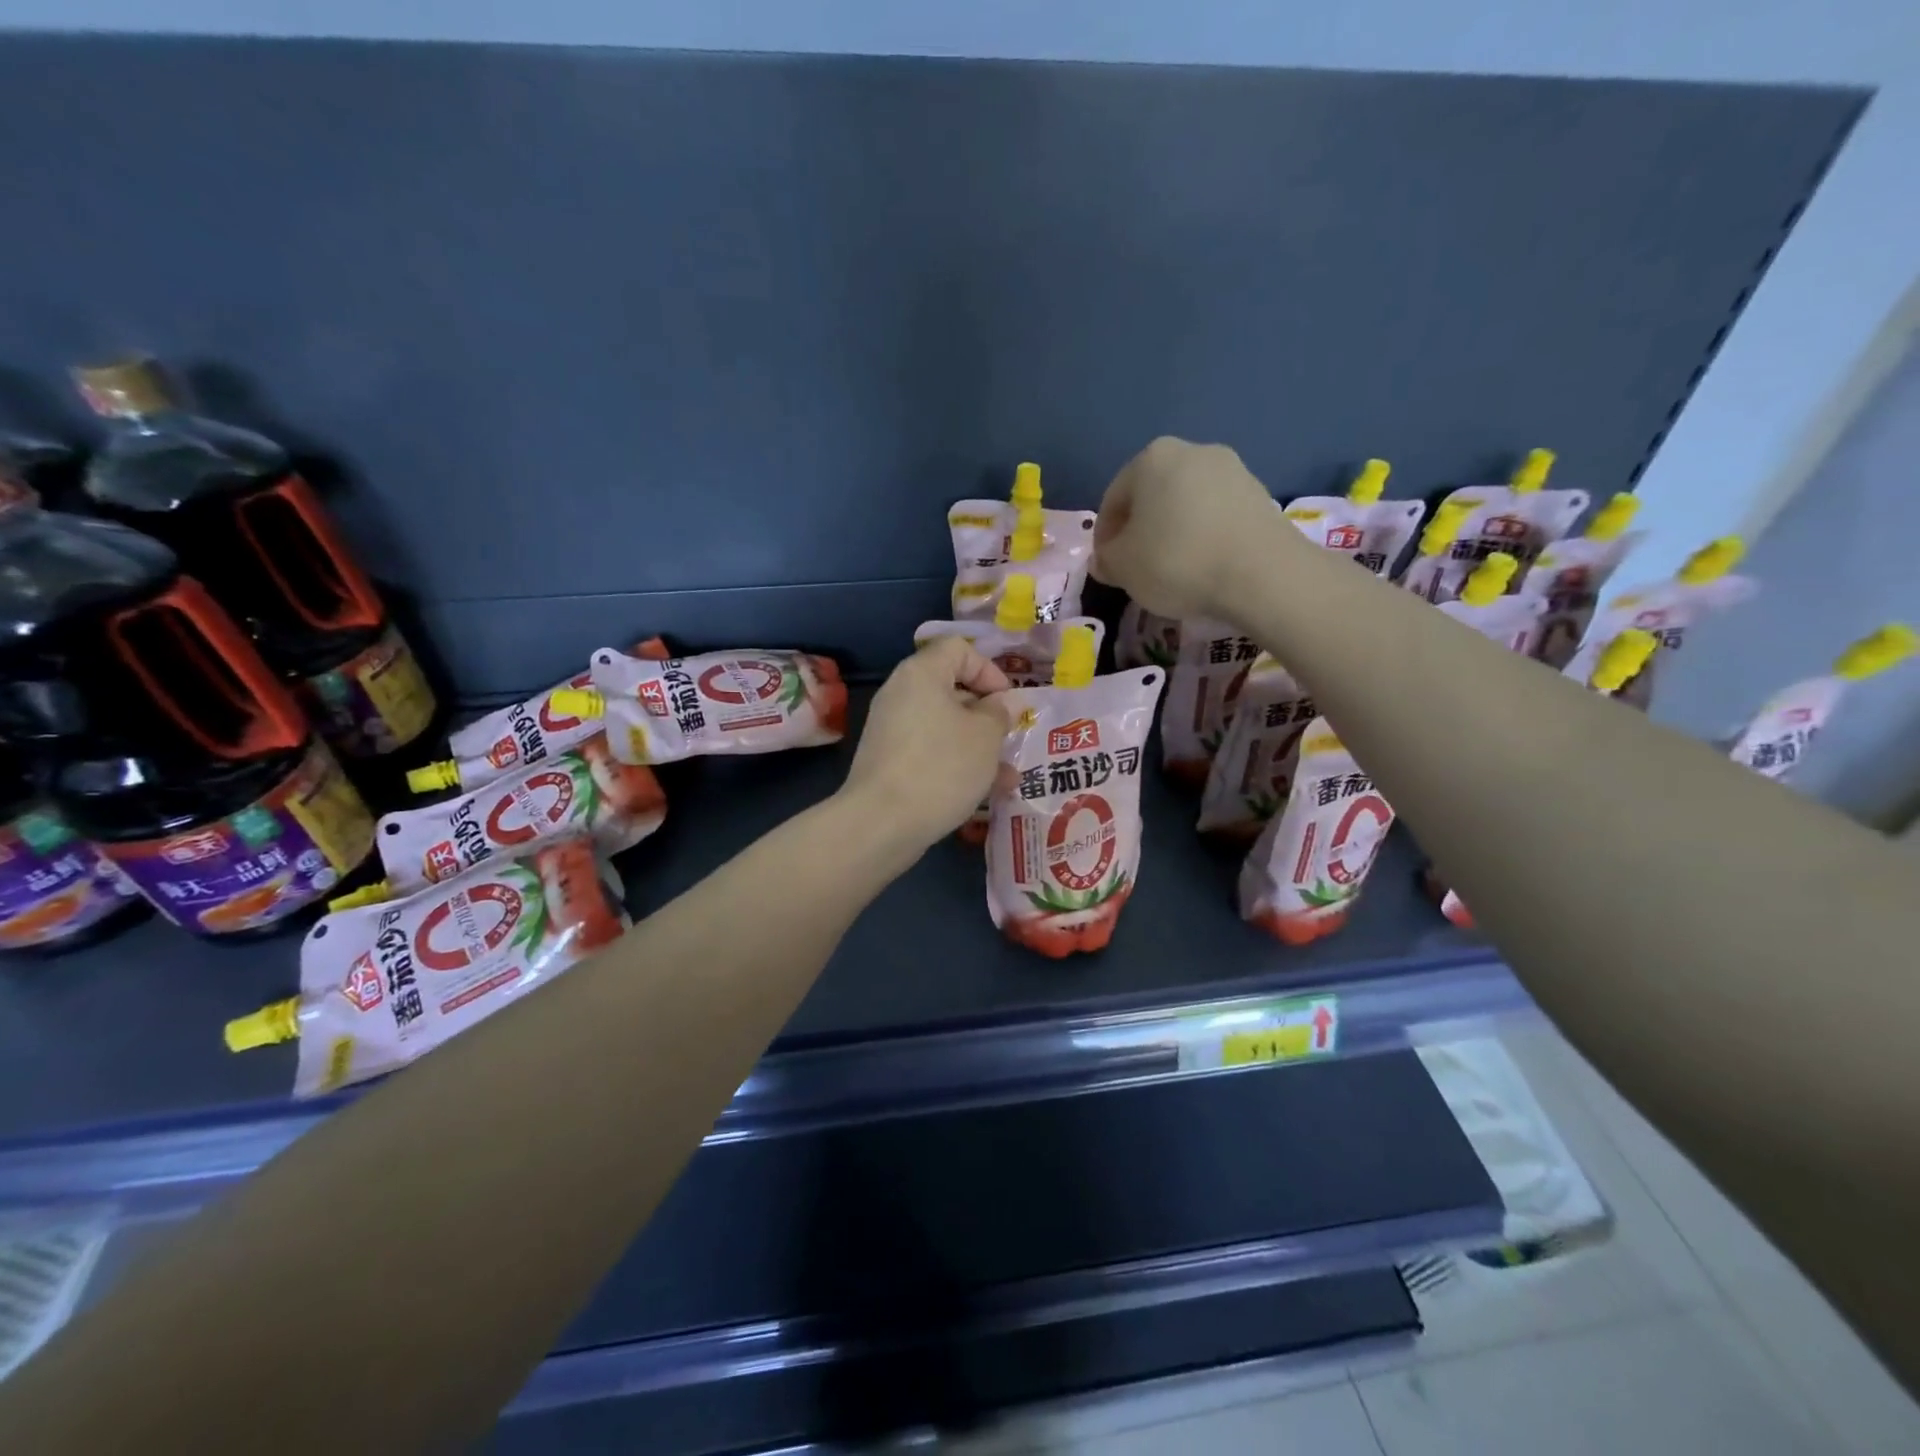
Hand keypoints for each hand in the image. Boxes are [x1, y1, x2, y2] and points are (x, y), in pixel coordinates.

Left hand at [841, 637, 1013, 849]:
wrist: (882, 823)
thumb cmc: (942, 767)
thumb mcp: (985, 736)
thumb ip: (999, 713)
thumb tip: (999, 704)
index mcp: (921, 673)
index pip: (958, 649)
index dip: (989, 670)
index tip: (1008, 702)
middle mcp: (901, 694)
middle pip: (951, 689)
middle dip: (986, 714)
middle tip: (1009, 738)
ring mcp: (892, 730)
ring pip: (944, 726)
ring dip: (977, 745)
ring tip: (1007, 775)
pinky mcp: (889, 762)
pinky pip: (930, 751)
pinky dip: (956, 764)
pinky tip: (984, 793)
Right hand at [1092, 437, 1293, 620]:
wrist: (1262, 574)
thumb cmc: (1177, 562)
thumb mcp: (1123, 568)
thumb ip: (1106, 560)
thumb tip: (1105, 559)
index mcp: (1151, 458)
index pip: (1113, 500)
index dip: (1104, 537)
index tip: (1108, 567)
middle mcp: (1192, 451)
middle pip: (1151, 496)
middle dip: (1141, 530)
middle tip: (1138, 568)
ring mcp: (1232, 469)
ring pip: (1185, 504)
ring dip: (1173, 532)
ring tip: (1173, 570)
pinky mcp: (1259, 494)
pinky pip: (1216, 515)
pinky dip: (1203, 536)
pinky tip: (1204, 565)